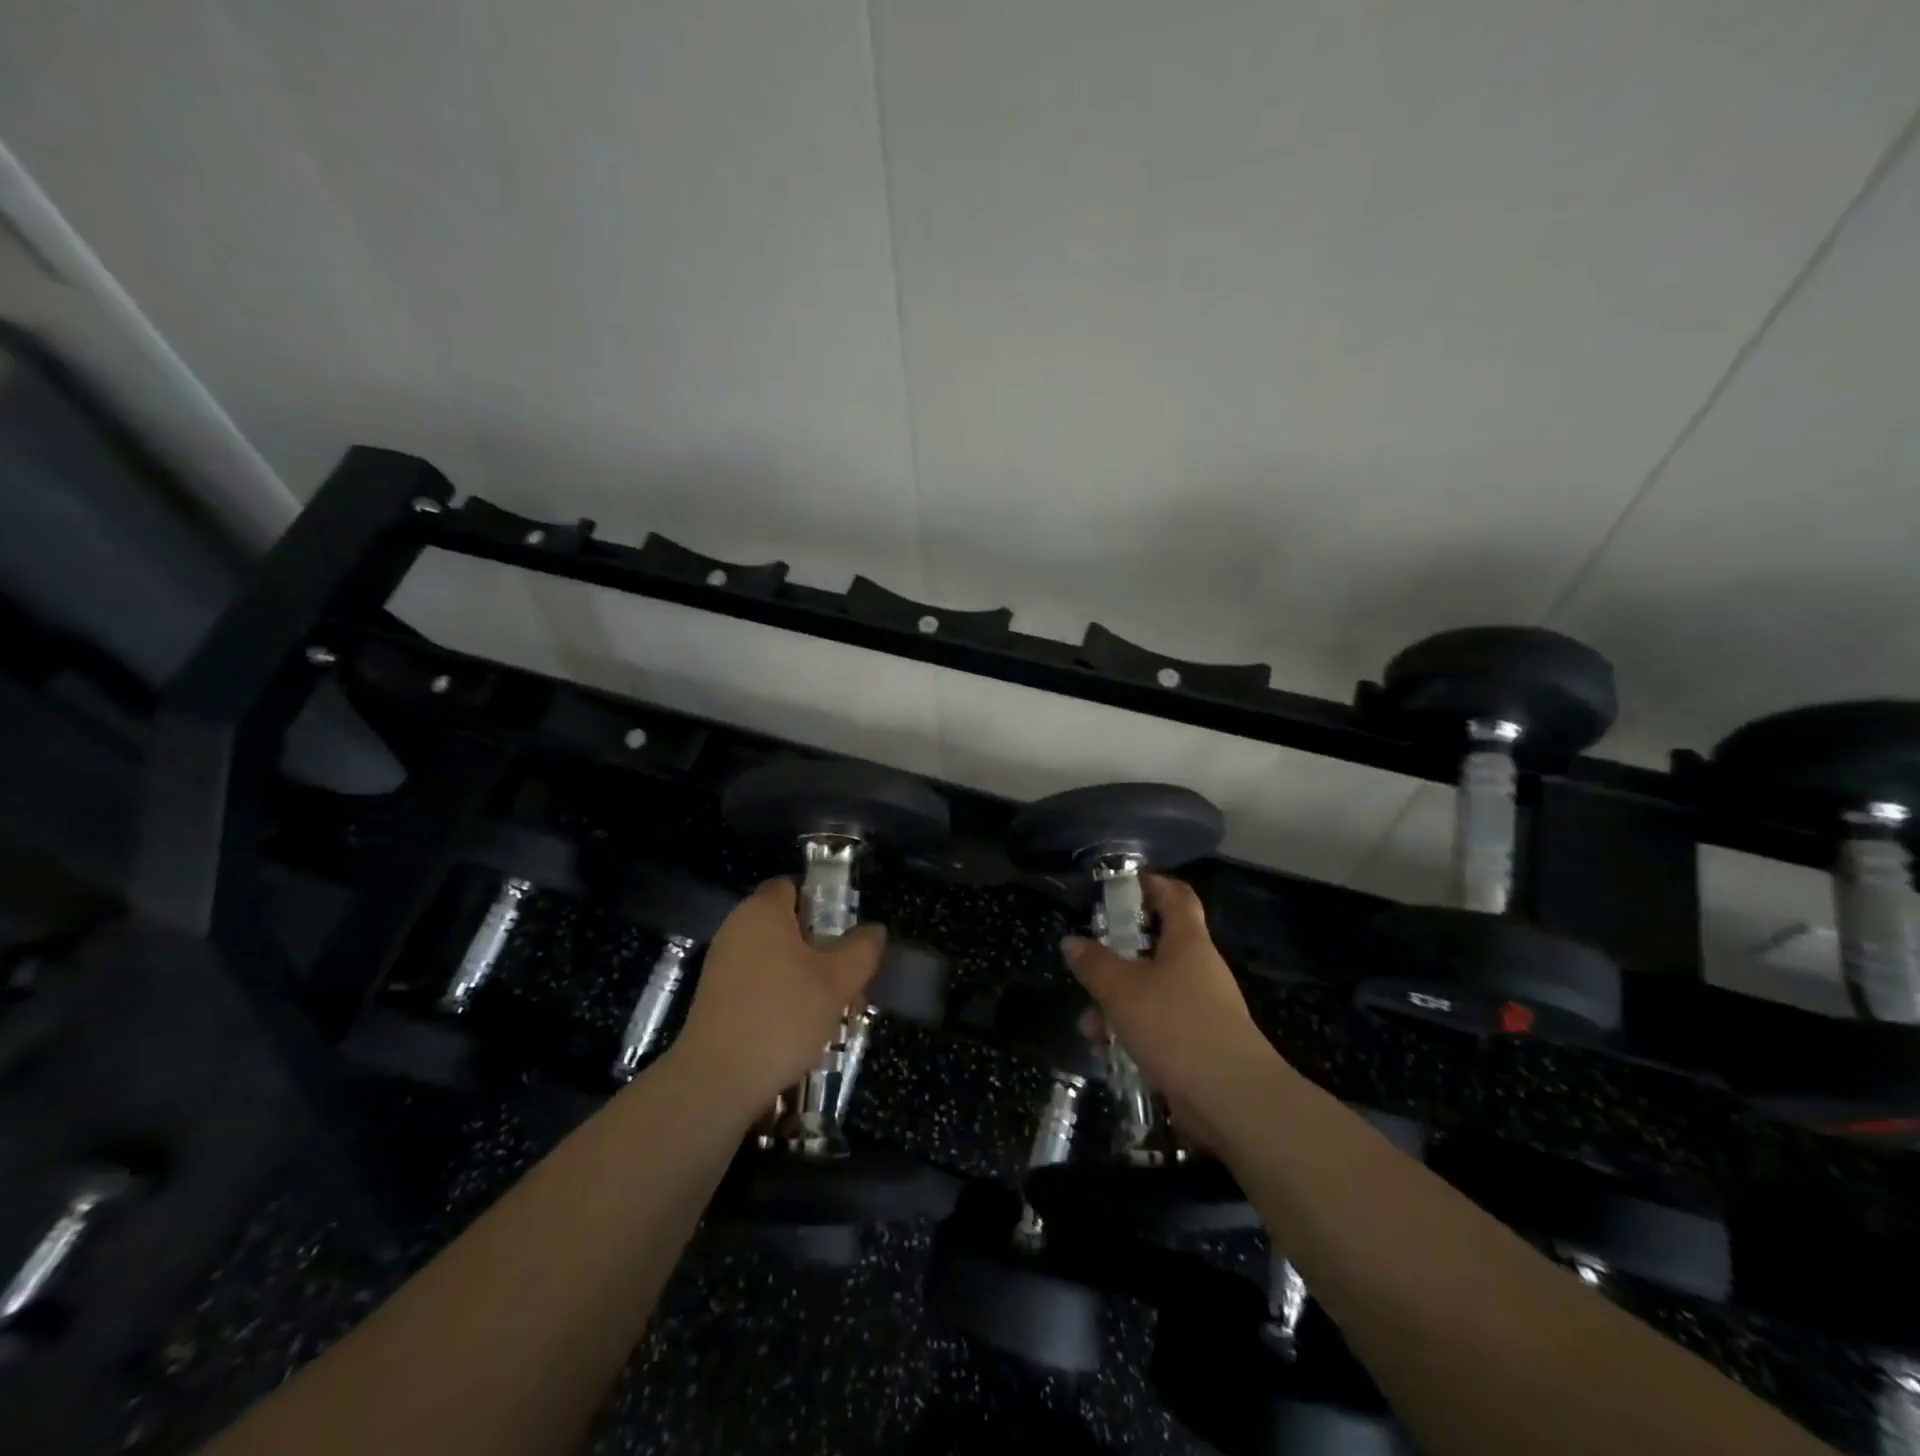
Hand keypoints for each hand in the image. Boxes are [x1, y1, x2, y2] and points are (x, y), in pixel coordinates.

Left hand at [668, 879, 885, 1112]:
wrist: (717, 1081)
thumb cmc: (782, 1016)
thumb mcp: (838, 981)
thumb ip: (862, 949)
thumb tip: (874, 930)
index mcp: (763, 911)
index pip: (794, 886)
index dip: (823, 903)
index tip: (846, 934)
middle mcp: (738, 928)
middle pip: (789, 926)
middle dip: (823, 950)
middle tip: (850, 981)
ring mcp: (723, 965)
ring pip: (778, 960)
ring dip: (808, 979)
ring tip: (835, 1013)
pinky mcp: (717, 999)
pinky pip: (760, 985)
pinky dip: (784, 999)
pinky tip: (803, 1032)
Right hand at [1061, 875, 1273, 1136]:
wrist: (1234, 1100)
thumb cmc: (1176, 1027)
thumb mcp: (1122, 991)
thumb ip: (1094, 963)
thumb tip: (1072, 941)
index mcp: (1187, 942)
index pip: (1176, 895)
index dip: (1151, 884)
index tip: (1120, 885)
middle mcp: (1198, 968)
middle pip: (1157, 946)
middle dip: (1117, 957)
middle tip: (1088, 965)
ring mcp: (1202, 1008)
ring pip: (1152, 990)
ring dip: (1118, 1002)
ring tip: (1089, 1026)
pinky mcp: (1200, 1044)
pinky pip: (1159, 1025)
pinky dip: (1133, 1031)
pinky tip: (1109, 1052)